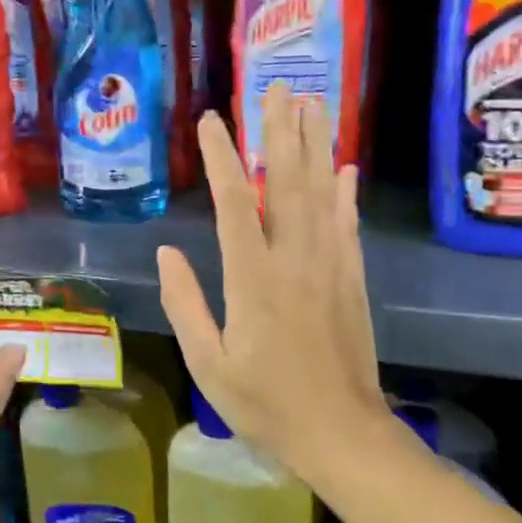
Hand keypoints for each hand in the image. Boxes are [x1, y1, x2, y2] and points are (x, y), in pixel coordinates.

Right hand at [156, 85, 390, 478]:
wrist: (341, 434)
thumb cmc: (265, 404)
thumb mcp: (208, 364)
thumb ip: (186, 305)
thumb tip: (169, 252)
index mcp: (253, 280)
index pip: (237, 204)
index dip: (222, 158)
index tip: (212, 122)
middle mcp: (295, 261)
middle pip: (289, 183)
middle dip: (280, 132)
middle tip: (277, 88)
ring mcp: (330, 267)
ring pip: (322, 194)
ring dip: (315, 147)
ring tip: (311, 105)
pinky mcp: (352, 280)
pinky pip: (348, 225)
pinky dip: (346, 193)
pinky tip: (346, 167)